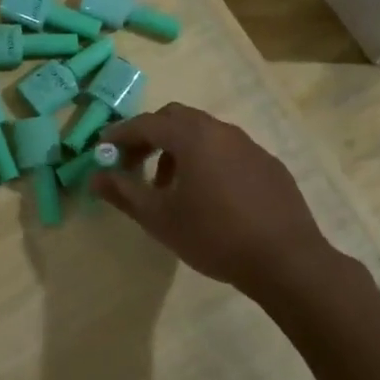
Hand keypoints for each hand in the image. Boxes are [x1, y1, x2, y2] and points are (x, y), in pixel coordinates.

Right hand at [96, 104, 332, 295]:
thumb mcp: (159, 218)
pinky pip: (228, 150)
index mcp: (192, 137)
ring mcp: (249, 145)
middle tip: (133, 164)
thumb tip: (94, 177)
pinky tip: (209, 195)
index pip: (146, 123)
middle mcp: (221, 131)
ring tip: (169, 185)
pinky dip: (207, 159)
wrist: (285, 260)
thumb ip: (124, 192)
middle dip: (150, 136)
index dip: (121, 134)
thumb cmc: (213, 236)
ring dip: (179, 149)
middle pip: (176, 118)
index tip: (104, 150)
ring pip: (204, 133)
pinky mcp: (268, 164)